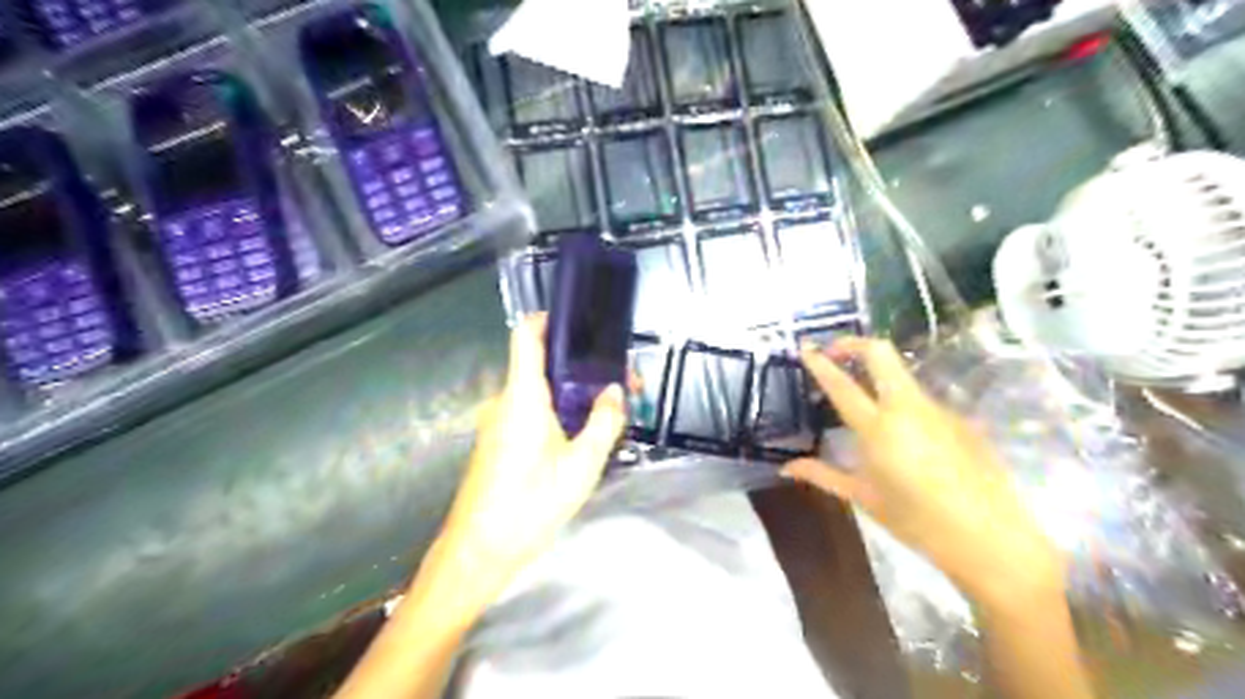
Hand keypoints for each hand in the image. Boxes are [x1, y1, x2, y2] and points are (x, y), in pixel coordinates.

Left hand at [423, 313, 627, 608]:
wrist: (479, 551)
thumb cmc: (529, 504)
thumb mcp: (582, 465)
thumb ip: (603, 422)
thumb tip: (615, 391)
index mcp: (523, 396)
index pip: (527, 336)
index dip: (549, 319)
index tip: (580, 320)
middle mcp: (506, 401)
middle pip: (542, 366)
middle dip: (582, 369)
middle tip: (620, 383)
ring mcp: (499, 422)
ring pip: (540, 393)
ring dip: (574, 395)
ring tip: (610, 410)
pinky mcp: (499, 442)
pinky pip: (532, 413)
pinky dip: (558, 414)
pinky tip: (583, 435)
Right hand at [791, 339, 1065, 606]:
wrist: (988, 538)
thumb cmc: (915, 521)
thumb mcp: (863, 497)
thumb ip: (822, 474)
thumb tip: (786, 467)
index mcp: (878, 428)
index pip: (841, 384)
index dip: (819, 362)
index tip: (805, 347)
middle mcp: (907, 407)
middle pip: (880, 352)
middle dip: (853, 343)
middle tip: (835, 353)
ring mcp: (938, 409)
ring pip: (902, 375)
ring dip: (878, 376)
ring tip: (866, 402)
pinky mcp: (961, 418)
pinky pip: (923, 402)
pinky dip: (903, 405)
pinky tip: (906, 437)